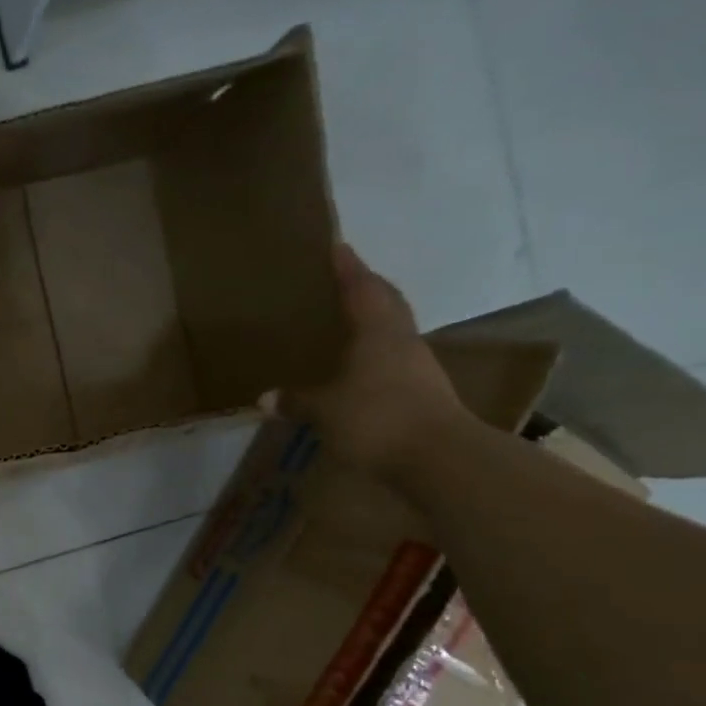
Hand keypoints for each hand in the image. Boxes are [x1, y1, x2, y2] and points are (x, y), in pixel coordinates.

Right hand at [268, 243, 466, 480]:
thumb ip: (297, 400)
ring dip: (373, 321)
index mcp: (378, 332)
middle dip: (366, 288)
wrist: (441, 459)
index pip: (362, 289)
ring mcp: (417, 368)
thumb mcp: (325, 410)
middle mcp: (401, 342)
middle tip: (343, 280)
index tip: (338, 247)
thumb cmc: (377, 419)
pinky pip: (394, 361)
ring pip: (393, 331)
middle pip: (386, 304)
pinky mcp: (424, 393)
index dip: (349, 269)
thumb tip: (265, 398)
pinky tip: (359, 367)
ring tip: (346, 322)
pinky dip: (375, 355)